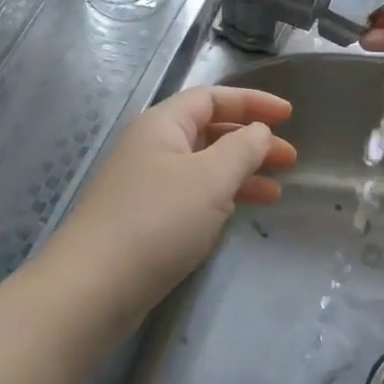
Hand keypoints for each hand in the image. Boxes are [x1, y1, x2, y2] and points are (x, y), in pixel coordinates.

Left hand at [47, 86, 296, 312]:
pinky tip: (241, 211)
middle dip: (251, 141)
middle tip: (290, 159)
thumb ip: (243, 148)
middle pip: (208, 131)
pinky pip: (192, 195)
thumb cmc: (158, 220)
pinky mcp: (145, 219)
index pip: (212, 98)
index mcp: (162, 124)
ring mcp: (146, 184)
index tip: (289, 115)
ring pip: (203, 166)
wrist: (94, 286)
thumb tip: (260, 131)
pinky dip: (221, 197)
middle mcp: (151, 147)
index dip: (252, 102)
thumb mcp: (211, 178)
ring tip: (277, 190)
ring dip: (240, 172)